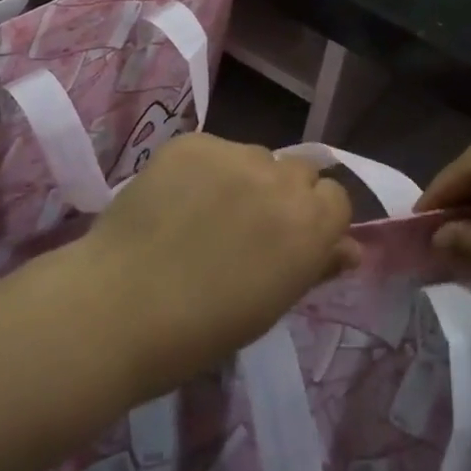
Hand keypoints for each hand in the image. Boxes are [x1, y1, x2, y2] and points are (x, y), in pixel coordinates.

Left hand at [79, 134, 358, 395]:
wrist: (119, 308)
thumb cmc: (202, 329)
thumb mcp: (271, 304)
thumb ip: (316, 266)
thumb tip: (350, 249)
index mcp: (310, 224)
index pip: (335, 198)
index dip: (315, 218)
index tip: (290, 240)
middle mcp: (281, 179)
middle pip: (299, 170)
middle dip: (283, 193)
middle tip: (247, 226)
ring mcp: (235, 153)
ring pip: (255, 156)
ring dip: (243, 178)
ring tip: (203, 213)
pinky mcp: (194, 141)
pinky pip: (213, 149)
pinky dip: (203, 170)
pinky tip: (175, 200)